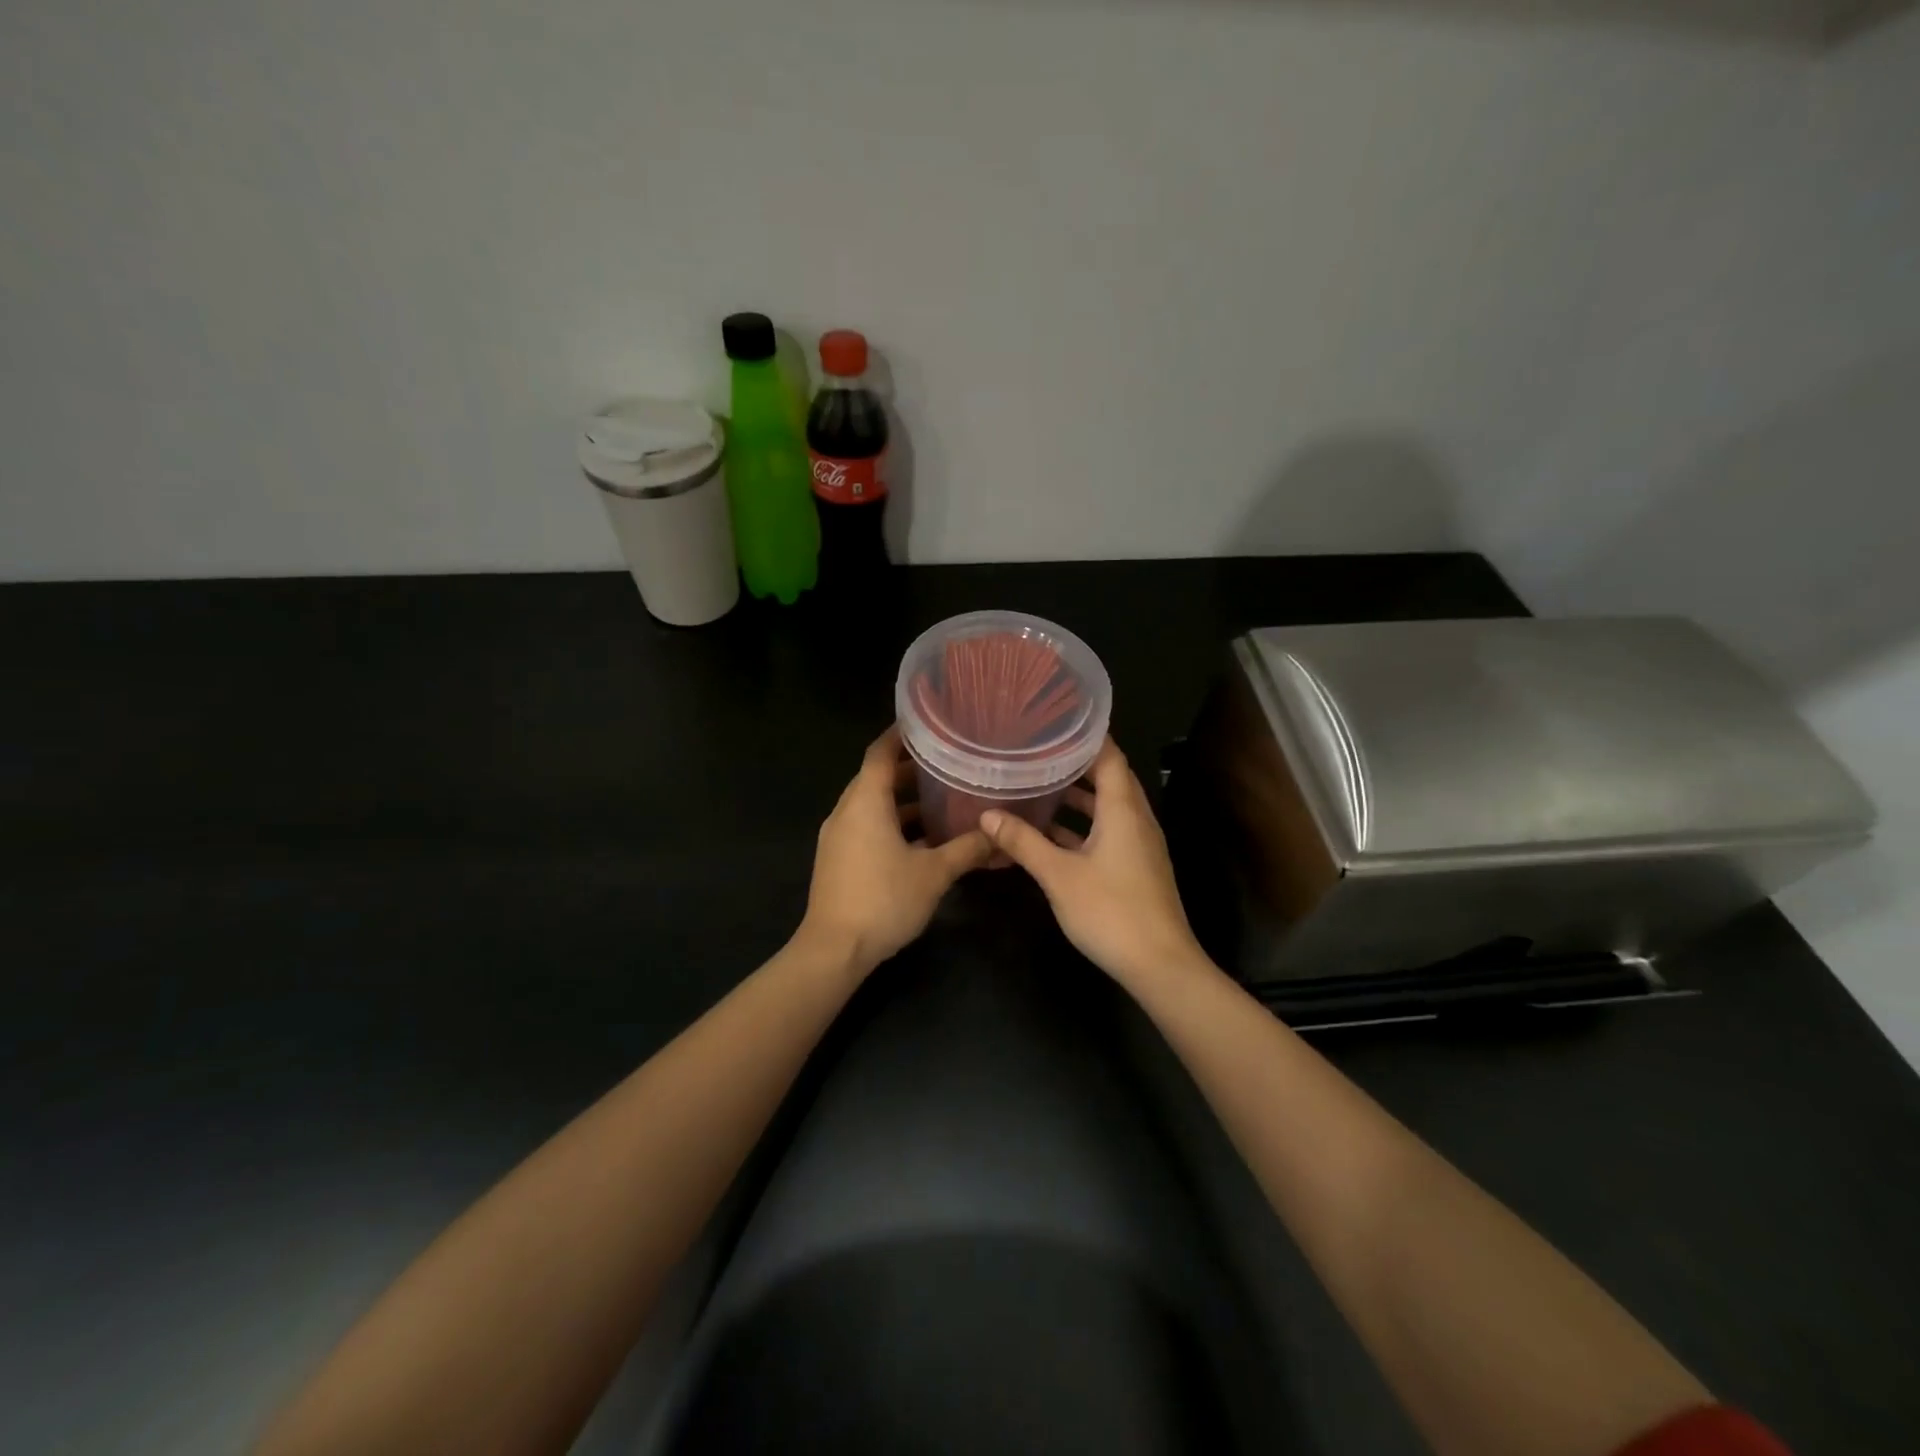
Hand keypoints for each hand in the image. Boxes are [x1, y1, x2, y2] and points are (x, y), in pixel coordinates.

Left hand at [800, 725, 992, 974]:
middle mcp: (847, 811)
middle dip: (910, 767)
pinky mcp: (839, 858)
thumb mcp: (934, 873)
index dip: (901, 734)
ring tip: (943, 795)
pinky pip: (868, 826)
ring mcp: (839, 836)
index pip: (879, 751)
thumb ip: (968, 849)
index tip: (928, 722)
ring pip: (873, 804)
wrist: (834, 950)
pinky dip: (893, 822)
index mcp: (865, 802)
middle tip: (948, 759)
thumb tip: (1000, 834)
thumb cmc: (883, 900)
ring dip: (903, 799)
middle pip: (876, 776)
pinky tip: (924, 837)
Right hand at [979, 739, 1205, 989]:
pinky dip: (1082, 827)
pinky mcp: (1135, 867)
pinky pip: (1108, 832)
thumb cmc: (1110, 911)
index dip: (1085, 736)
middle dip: (1075, 764)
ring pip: (1107, 808)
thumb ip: (1023, 842)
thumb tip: (987, 815)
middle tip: (1037, 751)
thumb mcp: (1058, 875)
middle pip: (1109, 778)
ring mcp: (1138, 845)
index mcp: (1123, 810)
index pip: (1109, 756)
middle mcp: (1136, 819)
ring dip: (1077, 797)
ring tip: (1039, 786)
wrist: (1159, 965)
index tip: (1054, 722)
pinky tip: (1050, 835)